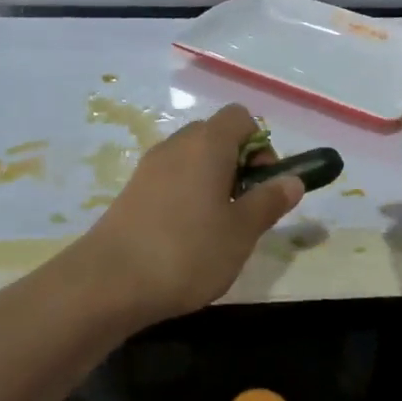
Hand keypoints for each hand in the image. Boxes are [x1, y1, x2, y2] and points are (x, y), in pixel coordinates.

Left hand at [78, 103, 302, 323]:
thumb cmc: (188, 251)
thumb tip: (293, 180)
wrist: (108, 283)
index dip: (260, 144)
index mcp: (207, 144)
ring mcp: (149, 168)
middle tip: (244, 207)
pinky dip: (186, 195)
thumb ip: (270, 201)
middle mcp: (176, 145)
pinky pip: (170, 179)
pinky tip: (187, 237)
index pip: (240, 117)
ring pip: (192, 159)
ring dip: (212, 182)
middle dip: (237, 164)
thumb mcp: (241, 231)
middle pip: (215, 136)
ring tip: (218, 227)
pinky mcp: (131, 192)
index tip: (263, 183)